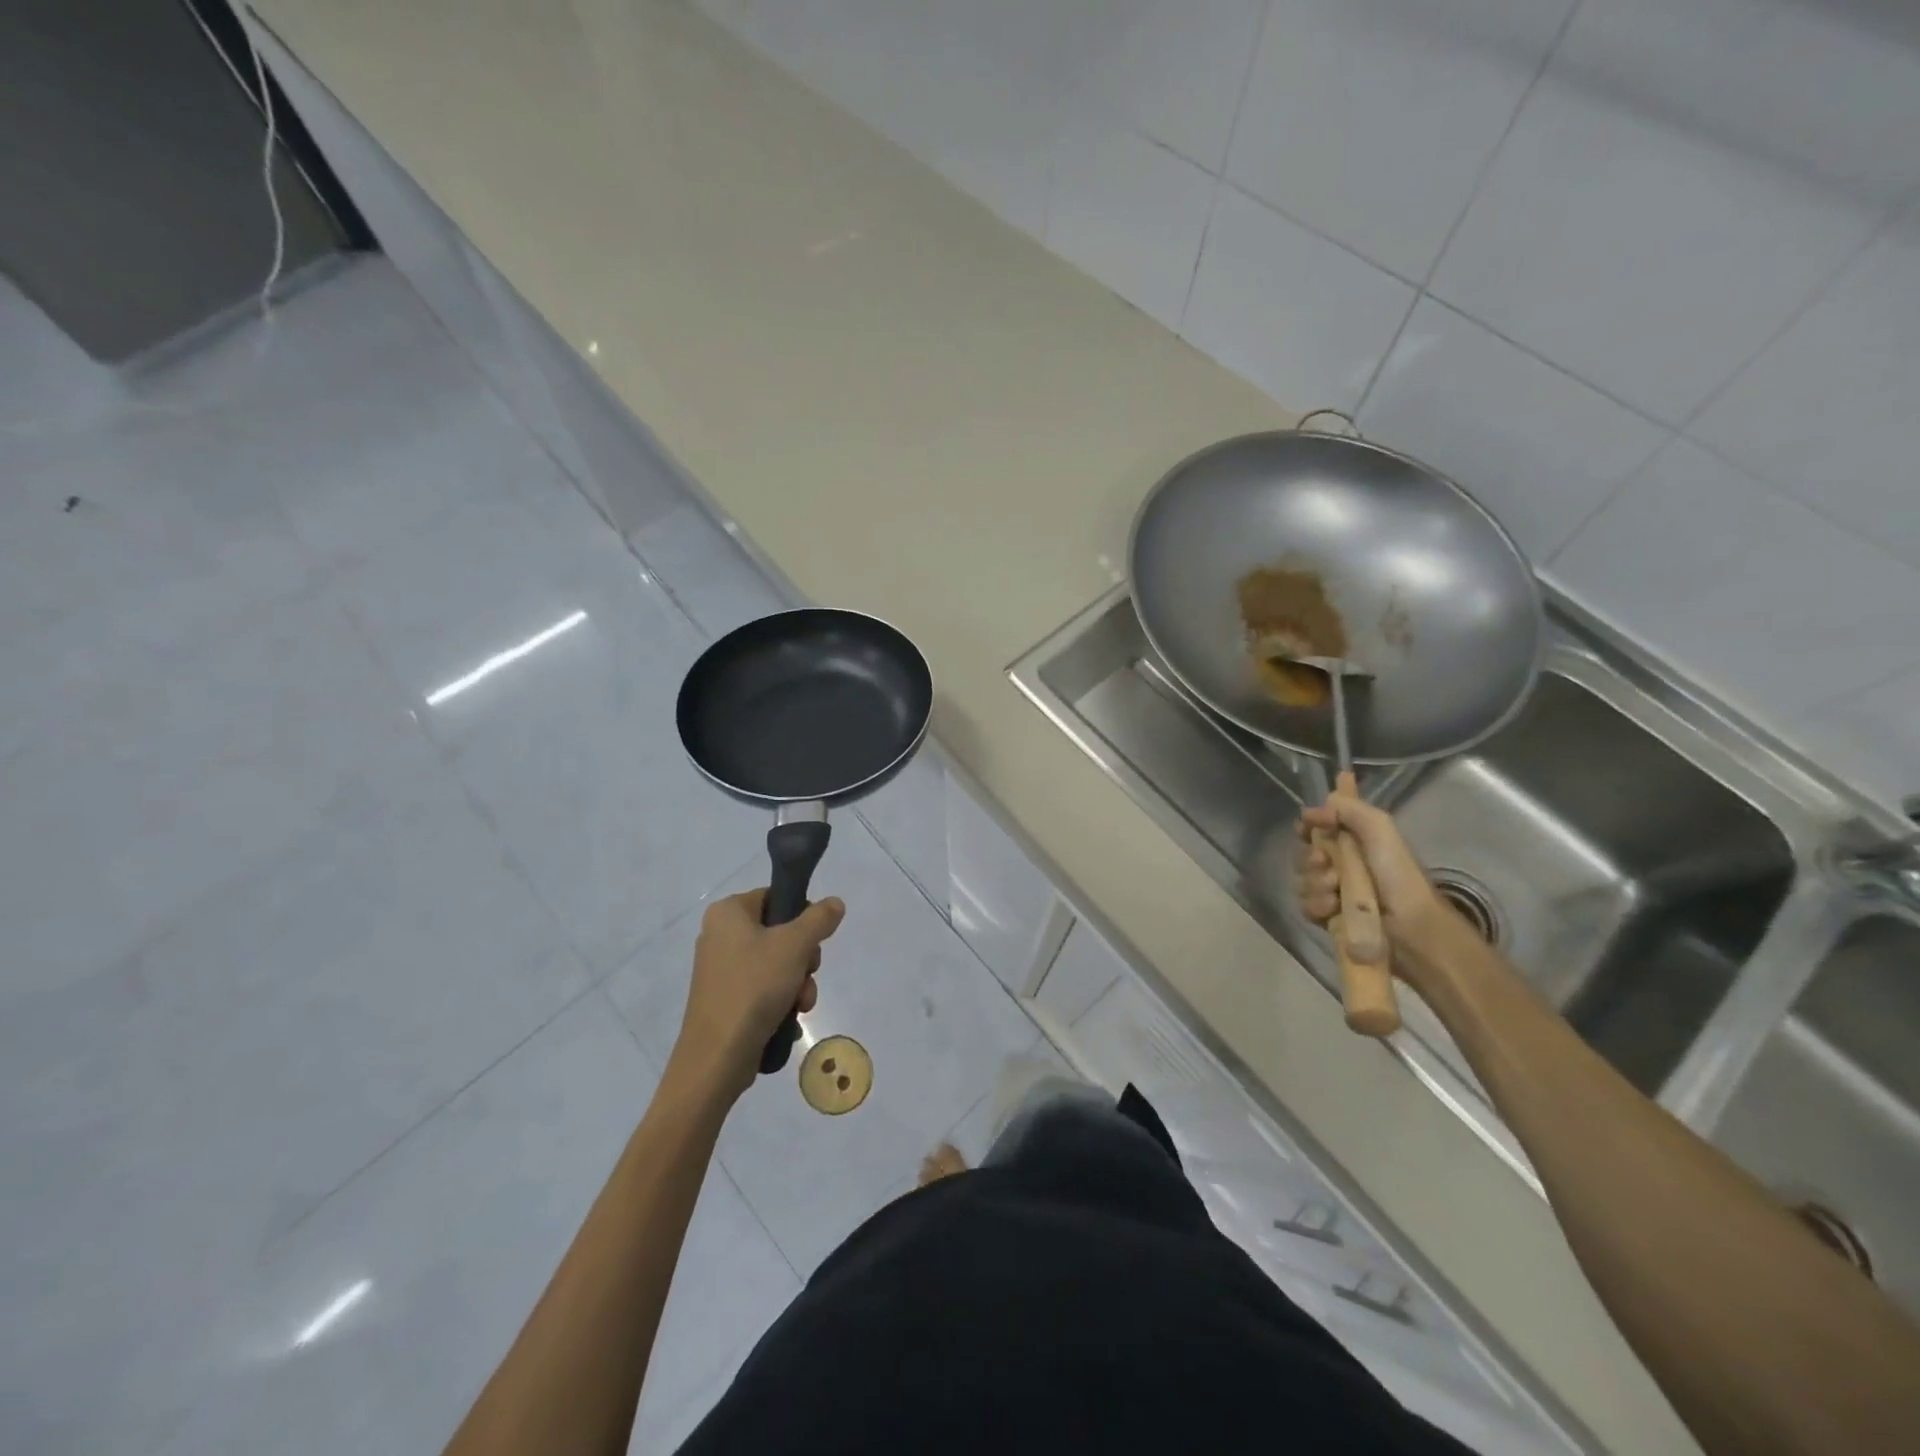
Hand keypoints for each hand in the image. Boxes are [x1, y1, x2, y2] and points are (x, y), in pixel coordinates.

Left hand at [671, 889, 845, 1101]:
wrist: (717, 1057)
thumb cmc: (754, 988)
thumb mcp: (795, 945)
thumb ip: (819, 918)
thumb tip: (834, 903)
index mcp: (728, 912)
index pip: (776, 897)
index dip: (801, 916)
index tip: (813, 941)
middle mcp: (720, 935)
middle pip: (780, 933)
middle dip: (803, 959)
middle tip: (807, 975)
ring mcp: (721, 970)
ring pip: (776, 964)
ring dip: (798, 984)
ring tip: (800, 1005)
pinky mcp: (725, 1000)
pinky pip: (763, 989)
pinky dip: (780, 1001)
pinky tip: (788, 1019)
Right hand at [1296, 790, 1445, 951]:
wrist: (1410, 926)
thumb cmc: (1397, 874)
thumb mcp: (1380, 828)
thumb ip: (1347, 809)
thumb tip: (1310, 811)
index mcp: (1354, 842)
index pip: (1316, 828)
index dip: (1307, 826)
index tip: (1305, 827)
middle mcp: (1340, 865)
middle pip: (1304, 854)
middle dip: (1311, 858)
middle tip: (1326, 863)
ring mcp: (1333, 892)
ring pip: (1302, 881)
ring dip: (1316, 883)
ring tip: (1336, 891)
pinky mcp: (1328, 918)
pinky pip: (1305, 905)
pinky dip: (1318, 905)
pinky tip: (1333, 908)